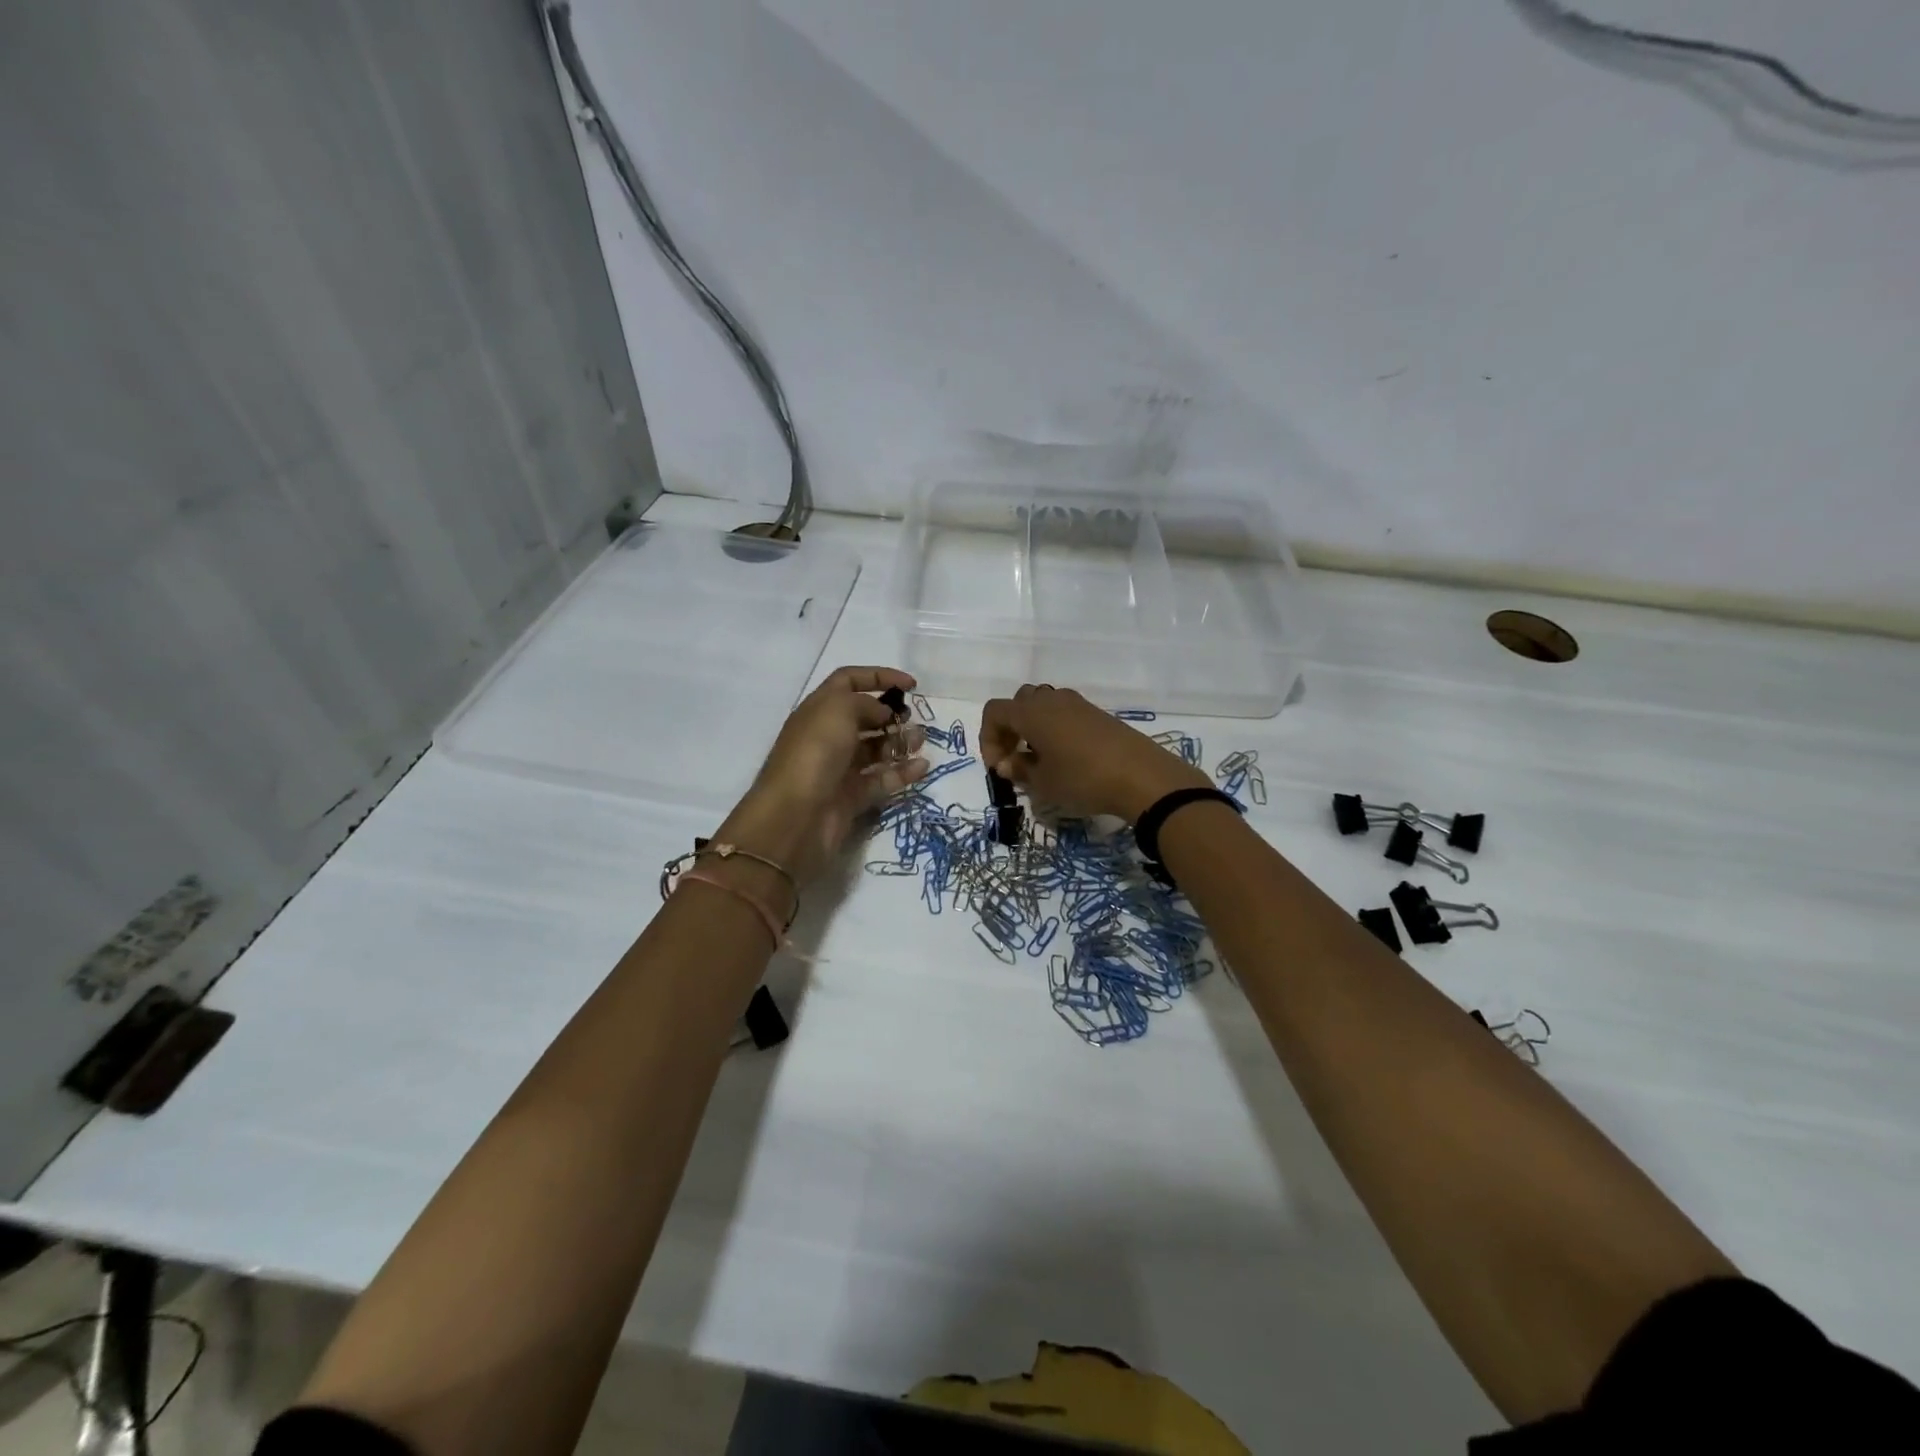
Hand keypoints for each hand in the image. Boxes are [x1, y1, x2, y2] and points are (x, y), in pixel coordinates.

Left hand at [717, 666, 928, 885]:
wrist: (795, 816)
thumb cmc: (814, 753)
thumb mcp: (838, 711)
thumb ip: (866, 703)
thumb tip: (883, 714)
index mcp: (819, 709)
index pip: (848, 681)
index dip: (879, 676)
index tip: (911, 684)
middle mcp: (828, 736)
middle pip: (864, 717)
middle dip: (891, 714)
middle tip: (912, 718)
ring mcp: (839, 768)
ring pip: (875, 749)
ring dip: (900, 742)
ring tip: (921, 741)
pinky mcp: (851, 797)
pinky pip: (882, 780)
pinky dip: (902, 772)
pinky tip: (922, 767)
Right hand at [979, 685, 1208, 821]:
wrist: (1141, 776)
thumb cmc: (1082, 779)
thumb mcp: (1043, 783)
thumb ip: (1019, 769)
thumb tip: (1007, 762)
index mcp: (1031, 713)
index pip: (994, 712)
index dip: (988, 738)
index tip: (999, 766)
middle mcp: (1051, 700)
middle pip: (1018, 703)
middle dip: (1009, 729)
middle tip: (1014, 759)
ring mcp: (1077, 704)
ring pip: (1042, 705)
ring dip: (1032, 727)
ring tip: (1039, 758)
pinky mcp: (1096, 713)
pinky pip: (1064, 713)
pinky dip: (1054, 728)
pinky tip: (1064, 757)